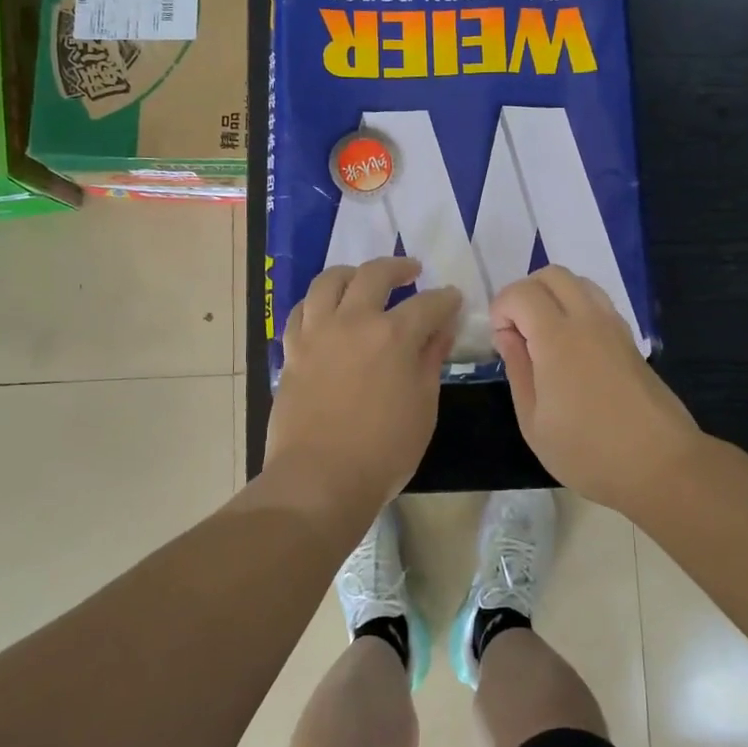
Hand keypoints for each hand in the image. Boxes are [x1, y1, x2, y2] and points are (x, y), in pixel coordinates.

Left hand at [267, 256, 462, 513]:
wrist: (320, 478)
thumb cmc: (384, 451)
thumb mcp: (423, 407)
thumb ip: (430, 361)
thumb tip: (440, 331)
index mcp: (394, 336)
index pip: (429, 304)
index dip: (446, 300)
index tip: (453, 300)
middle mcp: (354, 321)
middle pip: (375, 275)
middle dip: (399, 268)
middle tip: (412, 272)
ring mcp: (318, 333)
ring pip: (330, 281)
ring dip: (352, 273)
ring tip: (362, 279)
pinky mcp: (293, 350)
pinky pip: (302, 310)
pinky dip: (318, 301)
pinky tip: (327, 309)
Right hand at [491, 267, 701, 513]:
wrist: (660, 465)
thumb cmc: (588, 451)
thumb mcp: (534, 421)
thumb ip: (517, 370)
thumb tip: (507, 336)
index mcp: (558, 338)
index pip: (522, 292)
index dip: (502, 308)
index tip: (501, 341)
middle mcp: (588, 320)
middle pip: (553, 274)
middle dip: (526, 292)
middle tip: (518, 330)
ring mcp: (615, 326)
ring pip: (579, 282)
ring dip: (554, 296)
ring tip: (544, 337)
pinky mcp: (630, 340)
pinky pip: (598, 303)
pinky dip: (577, 308)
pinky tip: (572, 349)